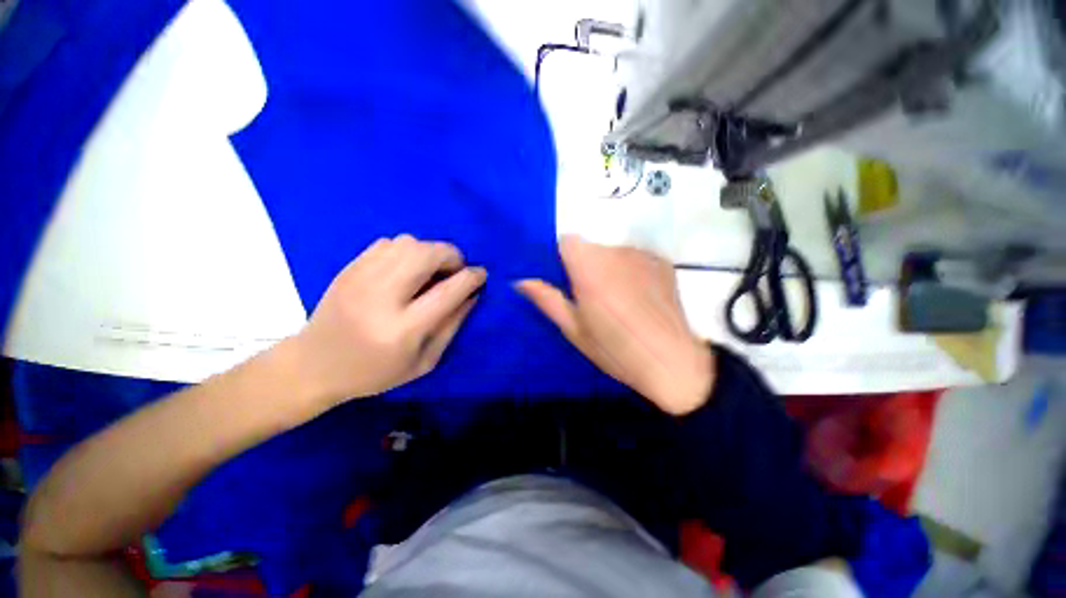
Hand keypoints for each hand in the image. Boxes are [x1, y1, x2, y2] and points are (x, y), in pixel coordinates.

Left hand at [292, 235, 485, 406]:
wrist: (313, 366)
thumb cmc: (375, 372)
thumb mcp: (424, 361)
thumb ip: (452, 325)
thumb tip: (473, 294)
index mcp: (402, 329)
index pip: (447, 292)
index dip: (471, 278)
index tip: (482, 274)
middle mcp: (381, 298)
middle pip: (426, 255)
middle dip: (452, 256)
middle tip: (456, 271)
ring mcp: (360, 278)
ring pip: (408, 242)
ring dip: (431, 251)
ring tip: (432, 270)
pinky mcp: (348, 268)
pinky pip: (388, 242)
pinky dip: (408, 249)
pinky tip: (407, 268)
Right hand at [517, 236, 713, 414]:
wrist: (672, 362)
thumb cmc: (615, 349)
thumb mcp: (574, 329)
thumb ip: (547, 299)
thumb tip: (521, 281)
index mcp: (589, 267)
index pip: (567, 241)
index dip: (562, 257)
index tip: (565, 279)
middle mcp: (615, 252)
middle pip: (590, 247)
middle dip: (584, 265)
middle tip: (590, 297)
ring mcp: (642, 255)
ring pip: (613, 252)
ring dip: (608, 268)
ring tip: (617, 300)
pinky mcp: (662, 262)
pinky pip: (635, 259)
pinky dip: (631, 271)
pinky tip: (639, 297)